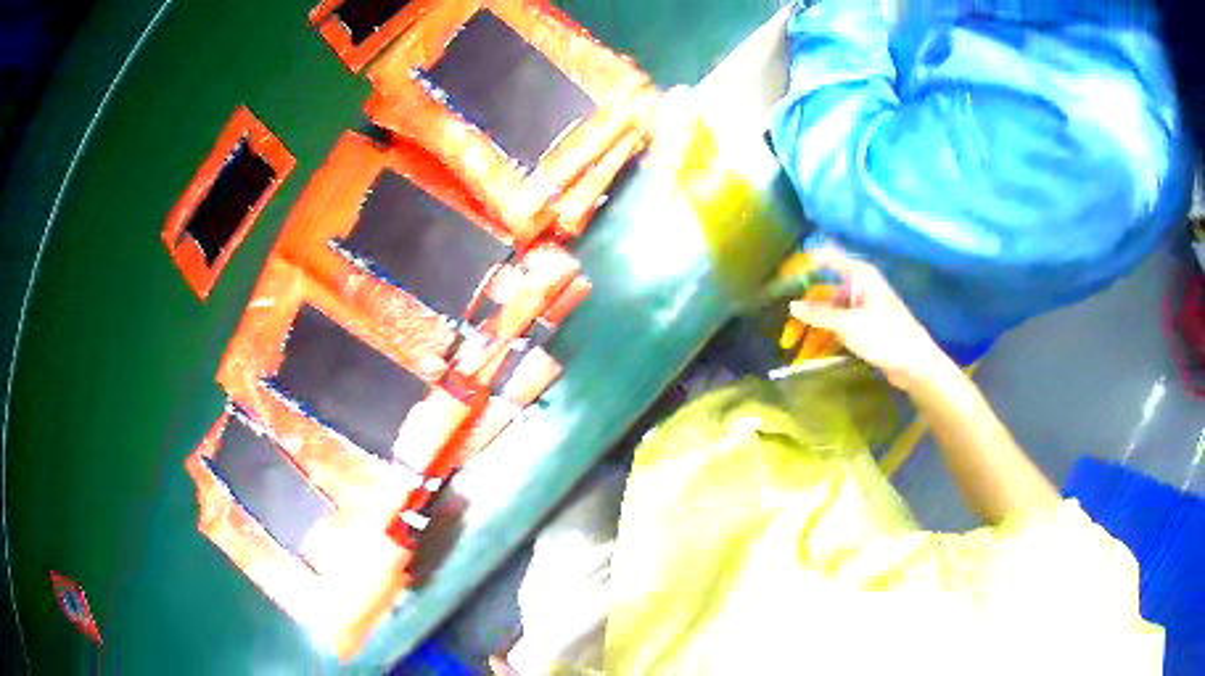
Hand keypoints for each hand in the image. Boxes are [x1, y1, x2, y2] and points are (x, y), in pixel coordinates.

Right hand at [789, 247, 951, 389]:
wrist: (915, 364)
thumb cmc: (885, 336)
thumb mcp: (848, 325)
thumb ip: (818, 314)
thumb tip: (792, 305)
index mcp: (859, 276)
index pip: (827, 258)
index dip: (804, 263)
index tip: (781, 275)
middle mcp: (859, 287)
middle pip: (824, 294)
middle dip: (804, 316)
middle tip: (787, 336)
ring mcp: (862, 308)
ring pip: (829, 315)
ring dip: (813, 333)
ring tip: (797, 353)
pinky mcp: (865, 328)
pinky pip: (839, 329)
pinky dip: (826, 340)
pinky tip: (813, 355)